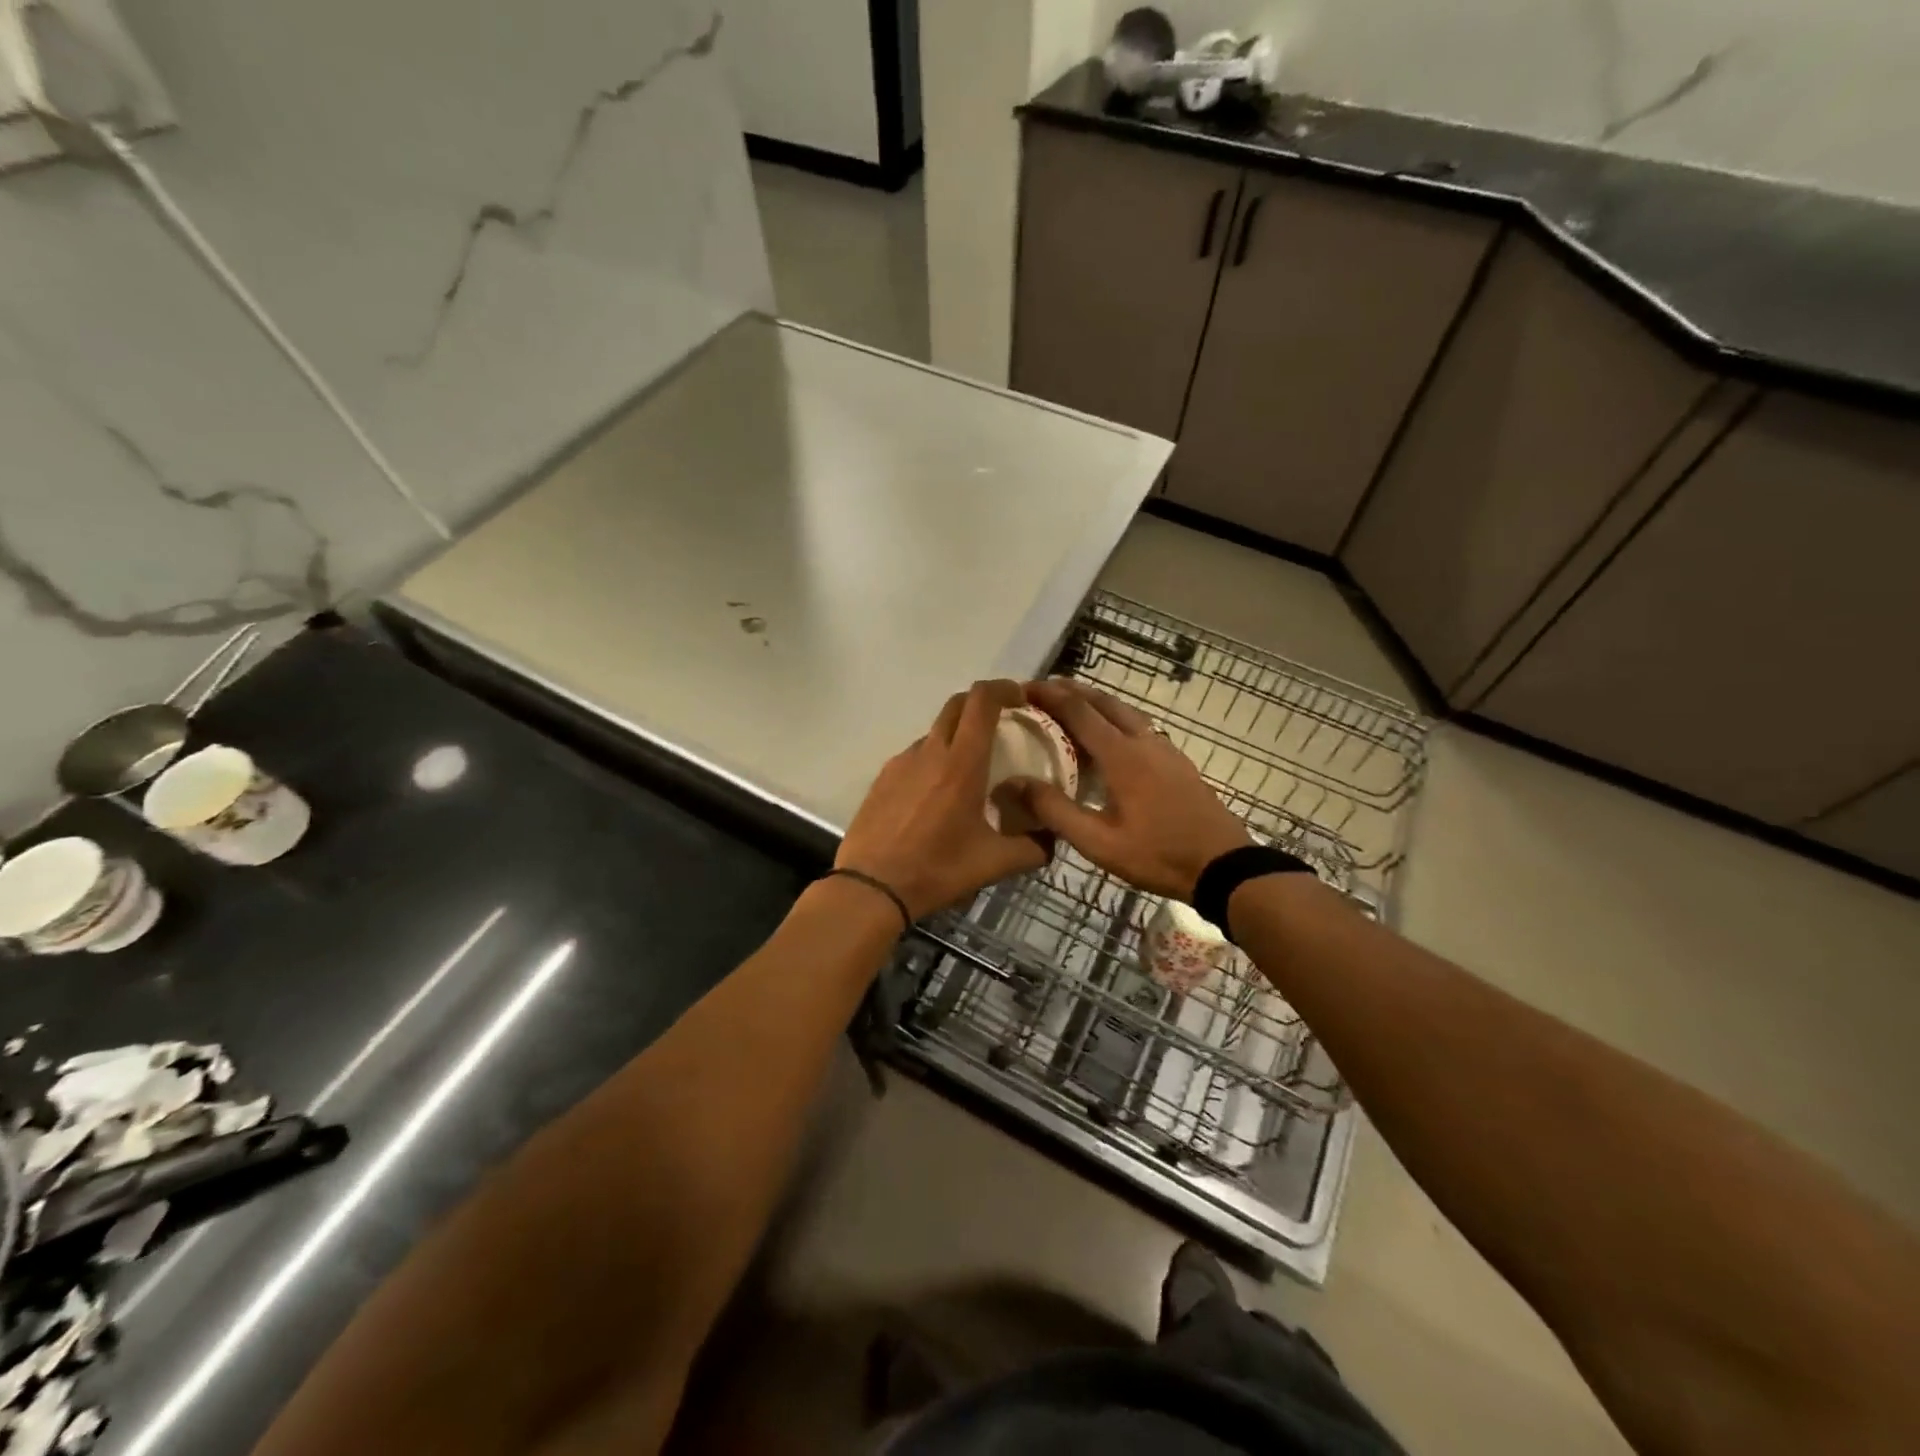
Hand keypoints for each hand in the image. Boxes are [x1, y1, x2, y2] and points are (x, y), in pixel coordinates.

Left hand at [836, 680, 1050, 920]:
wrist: (870, 887)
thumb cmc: (937, 870)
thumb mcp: (994, 863)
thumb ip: (1032, 848)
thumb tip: (1053, 838)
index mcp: (962, 763)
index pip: (982, 701)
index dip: (1004, 688)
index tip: (1021, 699)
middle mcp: (930, 752)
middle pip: (956, 705)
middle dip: (981, 704)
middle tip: (1001, 725)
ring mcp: (901, 762)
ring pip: (934, 733)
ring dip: (956, 737)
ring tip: (969, 772)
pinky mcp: (882, 778)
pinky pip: (914, 757)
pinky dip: (932, 761)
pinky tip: (936, 797)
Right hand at [1013, 679, 1250, 901]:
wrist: (1223, 866)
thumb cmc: (1157, 855)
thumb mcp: (1098, 843)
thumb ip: (1056, 811)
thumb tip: (1015, 783)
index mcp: (1121, 755)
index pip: (1078, 710)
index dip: (1049, 695)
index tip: (1023, 688)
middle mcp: (1143, 741)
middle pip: (1104, 701)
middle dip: (1071, 690)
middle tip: (1042, 691)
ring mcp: (1165, 749)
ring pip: (1125, 711)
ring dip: (1096, 702)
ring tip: (1072, 706)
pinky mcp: (1177, 762)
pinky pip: (1140, 726)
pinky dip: (1116, 718)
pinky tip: (1111, 738)